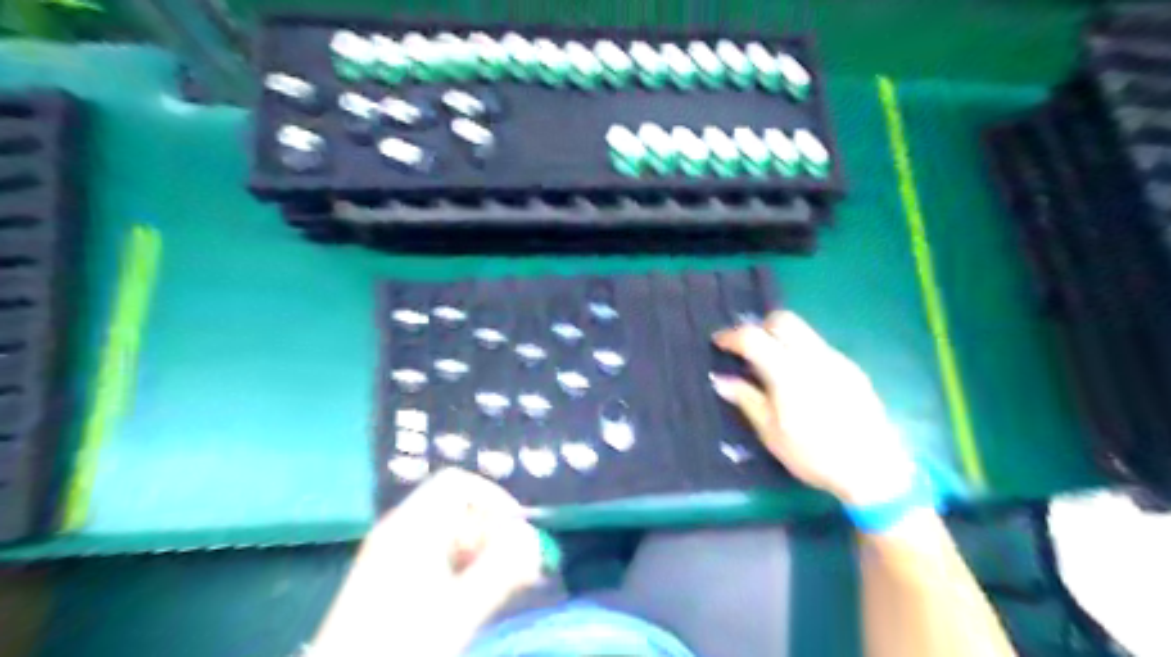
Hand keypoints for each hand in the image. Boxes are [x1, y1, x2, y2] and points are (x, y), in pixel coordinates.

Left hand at [316, 466, 543, 656]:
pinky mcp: (385, 579)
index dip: (493, 499)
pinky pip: (432, 556)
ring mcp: (388, 554)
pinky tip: (470, 598)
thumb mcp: (459, 610)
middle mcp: (398, 530)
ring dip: (478, 553)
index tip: (517, 532)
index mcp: (411, 526)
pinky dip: (458, 568)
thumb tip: (532, 539)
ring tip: (498, 588)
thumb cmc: (400, 645)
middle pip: (455, 509)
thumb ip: (502, 570)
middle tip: (516, 568)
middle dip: (490, 532)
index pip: (458, 484)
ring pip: (446, 535)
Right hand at [710, 310, 917, 505]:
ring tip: (771, 367)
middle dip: (760, 327)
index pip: (753, 337)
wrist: (874, 470)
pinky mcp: (852, 370)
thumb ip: (746, 400)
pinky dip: (800, 352)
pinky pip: (819, 348)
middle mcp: (814, 357)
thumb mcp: (771, 433)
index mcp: (788, 372)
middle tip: (747, 349)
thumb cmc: (814, 456)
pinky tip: (799, 381)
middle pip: (783, 320)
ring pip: (804, 332)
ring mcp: (837, 360)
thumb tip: (721, 380)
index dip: (732, 336)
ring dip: (781, 339)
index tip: (718, 343)